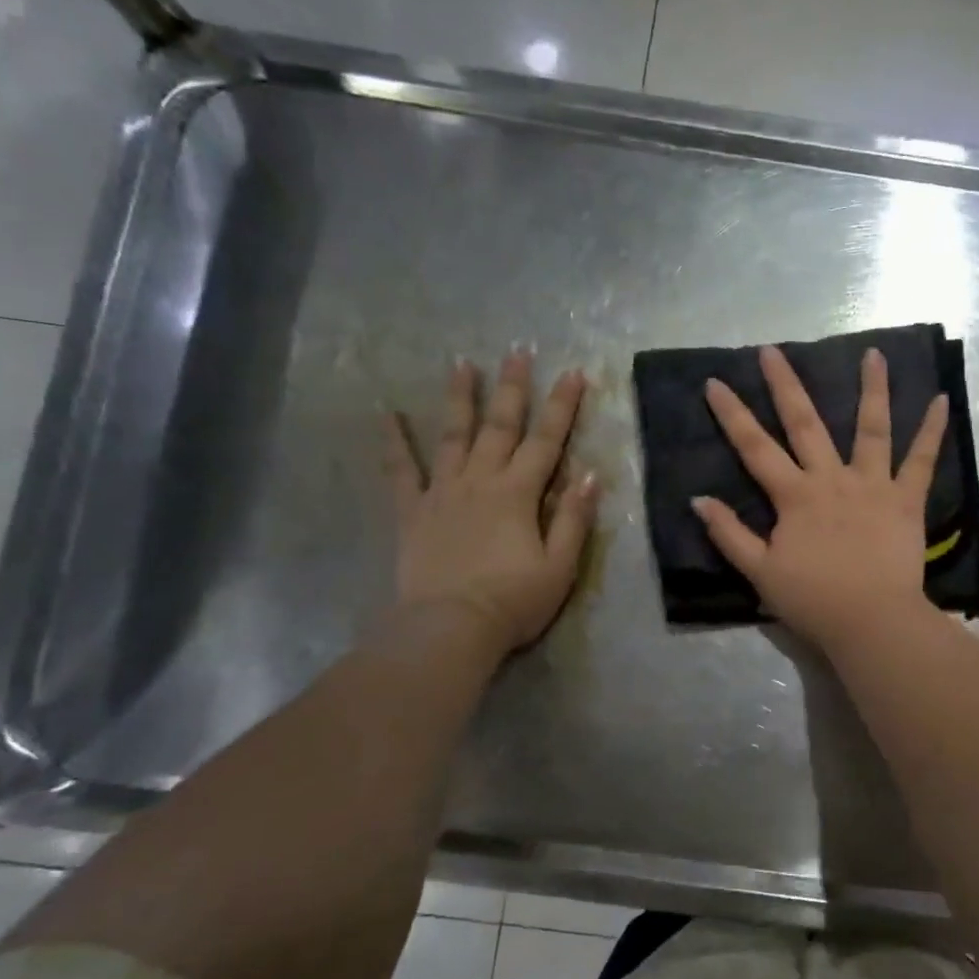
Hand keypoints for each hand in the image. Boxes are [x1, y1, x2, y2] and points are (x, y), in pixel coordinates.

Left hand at [383, 348, 599, 659]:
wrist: (449, 628)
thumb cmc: (513, 601)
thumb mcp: (560, 566)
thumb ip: (574, 519)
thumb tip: (590, 474)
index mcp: (519, 494)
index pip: (547, 441)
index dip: (562, 406)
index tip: (574, 373)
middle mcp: (481, 481)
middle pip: (500, 426)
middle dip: (513, 387)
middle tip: (518, 350)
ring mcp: (442, 493)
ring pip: (453, 436)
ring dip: (460, 398)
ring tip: (462, 363)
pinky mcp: (413, 512)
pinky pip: (401, 471)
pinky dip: (395, 442)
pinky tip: (388, 415)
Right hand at [694, 344, 947, 649]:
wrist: (871, 621)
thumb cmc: (813, 601)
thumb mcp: (760, 573)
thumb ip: (729, 534)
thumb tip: (698, 500)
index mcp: (795, 496)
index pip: (755, 447)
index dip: (732, 414)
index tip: (715, 382)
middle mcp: (831, 479)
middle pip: (805, 423)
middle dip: (785, 385)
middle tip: (772, 350)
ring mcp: (872, 485)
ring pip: (871, 428)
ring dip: (872, 389)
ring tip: (874, 354)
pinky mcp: (906, 499)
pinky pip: (922, 460)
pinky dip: (932, 430)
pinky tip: (940, 399)